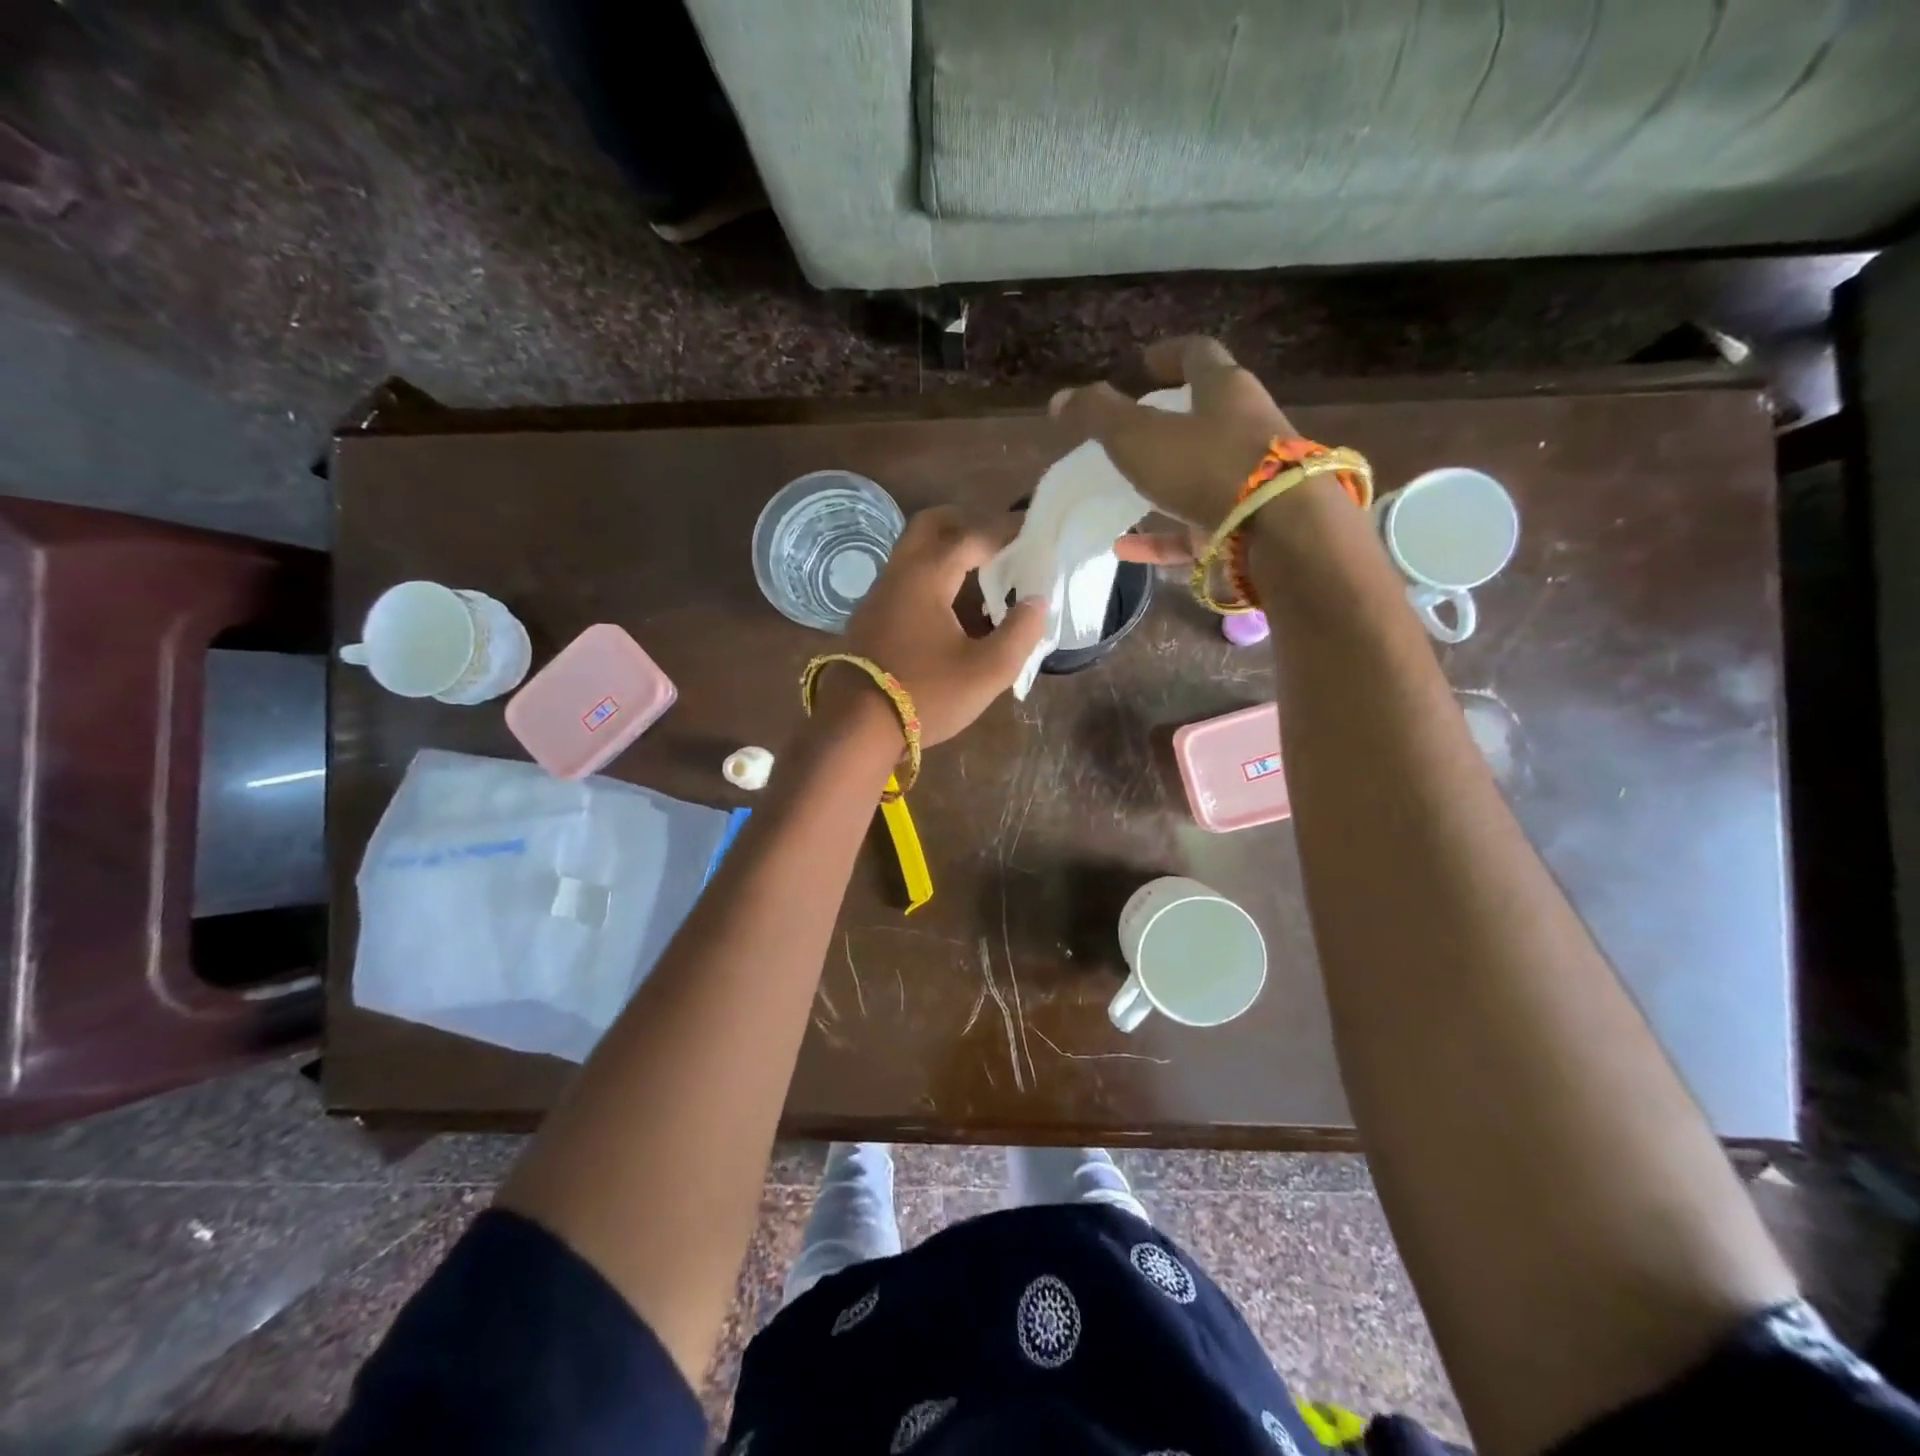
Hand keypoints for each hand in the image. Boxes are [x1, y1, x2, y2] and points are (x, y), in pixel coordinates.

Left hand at [836, 507, 1045, 746]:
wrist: (856, 728)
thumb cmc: (926, 695)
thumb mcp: (987, 670)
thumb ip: (1019, 632)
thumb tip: (1037, 601)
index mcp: (927, 576)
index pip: (971, 535)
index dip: (1004, 530)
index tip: (1031, 531)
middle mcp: (898, 573)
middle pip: (931, 525)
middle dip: (966, 523)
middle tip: (998, 539)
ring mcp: (878, 596)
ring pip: (912, 552)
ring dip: (946, 550)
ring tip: (981, 572)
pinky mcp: (869, 619)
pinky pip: (904, 579)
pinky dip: (931, 575)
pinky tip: (950, 606)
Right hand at [1051, 336, 1297, 536]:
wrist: (1281, 534)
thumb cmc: (1207, 466)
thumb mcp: (1139, 436)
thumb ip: (1097, 416)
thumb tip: (1060, 399)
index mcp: (1226, 391)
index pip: (1199, 356)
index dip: (1169, 355)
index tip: (1144, 363)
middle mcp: (1247, 428)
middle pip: (1209, 415)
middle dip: (1174, 420)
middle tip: (1137, 429)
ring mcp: (1251, 482)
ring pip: (1204, 475)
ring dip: (1167, 483)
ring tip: (1127, 494)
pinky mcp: (1247, 528)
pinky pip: (1195, 530)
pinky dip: (1160, 538)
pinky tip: (1125, 549)